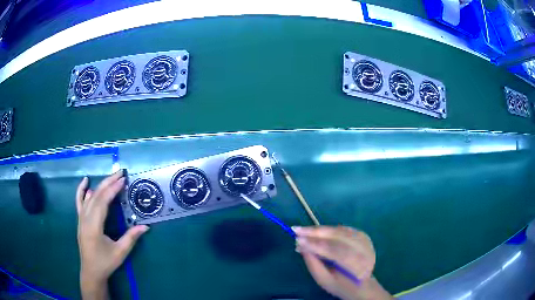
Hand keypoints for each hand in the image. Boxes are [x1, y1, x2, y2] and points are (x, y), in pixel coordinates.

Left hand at [76, 171, 148, 299]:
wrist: (91, 271)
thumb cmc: (106, 262)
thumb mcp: (120, 252)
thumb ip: (131, 238)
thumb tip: (145, 226)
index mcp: (94, 226)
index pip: (103, 202)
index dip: (113, 190)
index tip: (123, 180)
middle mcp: (85, 218)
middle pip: (96, 195)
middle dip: (108, 183)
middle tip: (120, 173)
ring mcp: (81, 218)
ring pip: (89, 197)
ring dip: (100, 185)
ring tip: (111, 177)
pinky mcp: (80, 220)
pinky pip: (79, 201)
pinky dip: (81, 190)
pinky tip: (86, 181)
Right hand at [293, 226, 391, 299]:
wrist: (361, 284)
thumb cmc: (340, 285)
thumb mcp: (324, 280)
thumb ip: (313, 264)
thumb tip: (301, 245)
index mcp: (358, 267)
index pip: (336, 252)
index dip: (316, 245)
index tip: (298, 240)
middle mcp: (365, 250)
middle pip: (339, 237)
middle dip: (317, 233)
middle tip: (297, 230)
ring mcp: (365, 241)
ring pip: (341, 231)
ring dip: (321, 230)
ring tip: (304, 230)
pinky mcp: (363, 235)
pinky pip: (343, 229)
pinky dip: (329, 229)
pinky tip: (317, 231)